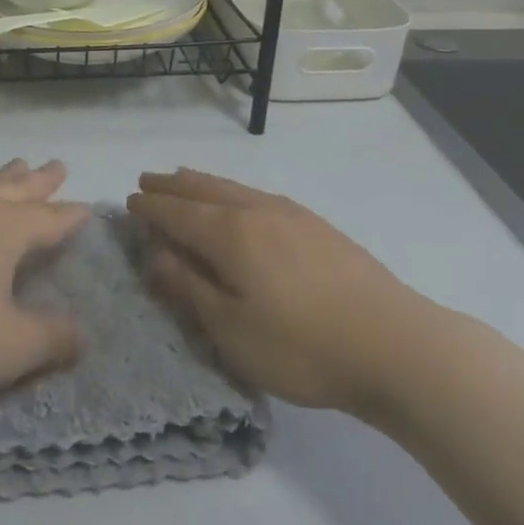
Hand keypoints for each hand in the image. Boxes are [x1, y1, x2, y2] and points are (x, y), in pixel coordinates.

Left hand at [0, 159, 89, 414]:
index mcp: (3, 229)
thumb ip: (51, 340)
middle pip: (14, 188)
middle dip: (39, 180)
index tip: (87, 207)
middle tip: (57, 165)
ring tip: (12, 169)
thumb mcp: (8, 349)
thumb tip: (84, 335)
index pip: (49, 218)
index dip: (71, 215)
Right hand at [129, 169, 429, 412]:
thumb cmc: (303, 346)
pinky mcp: (315, 224)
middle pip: (203, 189)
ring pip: (232, 187)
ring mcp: (289, 213)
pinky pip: (256, 194)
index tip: (128, 201)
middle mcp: (255, 210)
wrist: (395, 343)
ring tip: (184, 178)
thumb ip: (190, 289)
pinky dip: (231, 190)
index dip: (150, 208)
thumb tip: (155, 255)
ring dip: (201, 182)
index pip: (177, 212)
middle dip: (172, 185)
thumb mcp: (232, 331)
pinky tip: (240, 201)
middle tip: (147, 180)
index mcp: (229, 234)